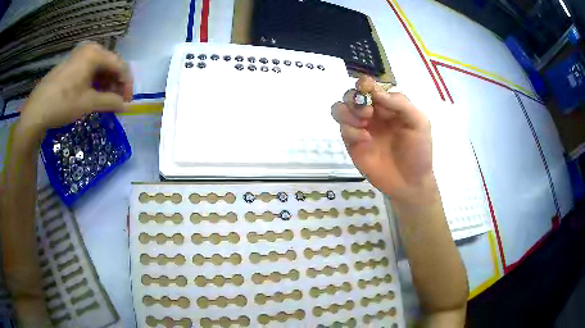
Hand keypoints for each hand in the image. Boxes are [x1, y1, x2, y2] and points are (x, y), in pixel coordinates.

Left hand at [19, 42, 132, 139]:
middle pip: (110, 65)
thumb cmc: (63, 103)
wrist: (36, 110)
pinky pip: (88, 70)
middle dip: (115, 84)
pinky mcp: (71, 64)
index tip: (127, 102)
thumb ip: (110, 102)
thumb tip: (125, 106)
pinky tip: (93, 95)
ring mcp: (79, 55)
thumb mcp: (88, 103)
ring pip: (99, 68)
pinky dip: (94, 83)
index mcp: (95, 53)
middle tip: (116, 103)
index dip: (126, 84)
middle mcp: (89, 49)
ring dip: (105, 84)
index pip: (120, 65)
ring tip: (105, 102)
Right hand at [332, 76, 434, 203]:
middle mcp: (372, 114)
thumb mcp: (419, 122)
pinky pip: (343, 130)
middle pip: (351, 95)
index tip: (366, 88)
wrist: (410, 182)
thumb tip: (375, 91)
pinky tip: (366, 141)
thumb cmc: (418, 151)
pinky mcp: (352, 144)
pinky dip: (351, 131)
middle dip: (355, 99)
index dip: (364, 83)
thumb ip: (400, 103)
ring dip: (348, 112)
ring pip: (340, 109)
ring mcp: (361, 128)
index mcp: (388, 105)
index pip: (370, 87)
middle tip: (368, 112)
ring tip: (363, 123)